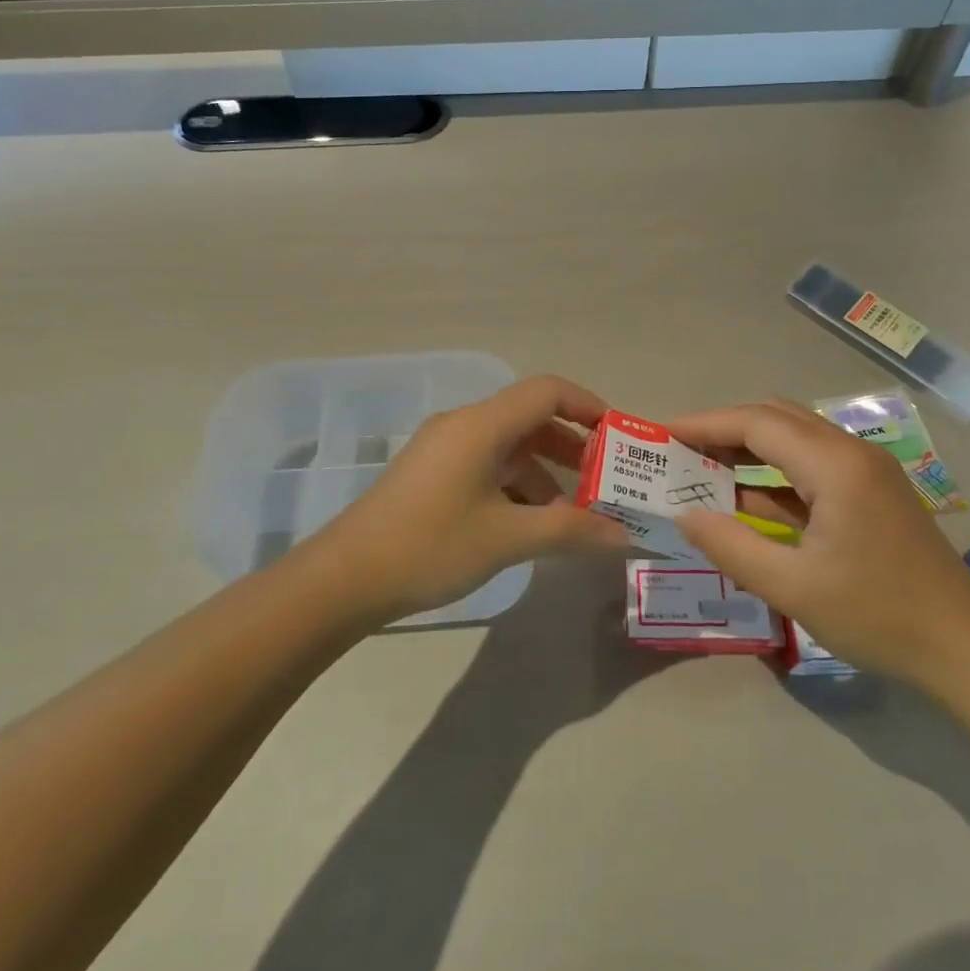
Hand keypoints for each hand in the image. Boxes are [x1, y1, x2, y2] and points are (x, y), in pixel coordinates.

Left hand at [309, 375, 630, 621]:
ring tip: (576, 513)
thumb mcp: (507, 538)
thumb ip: (571, 531)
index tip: (620, 436)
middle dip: (573, 446)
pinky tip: (531, 523)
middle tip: (608, 478)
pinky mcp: (432, 474)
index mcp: (482, 425)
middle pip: (530, 418)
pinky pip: (488, 465)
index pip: (547, 391)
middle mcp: (464, 425)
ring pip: (509, 446)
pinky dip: (517, 484)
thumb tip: (625, 536)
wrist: (344, 578)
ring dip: (546, 471)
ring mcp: (444, 449)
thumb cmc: (430, 546)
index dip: (589, 406)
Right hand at [668, 401, 969, 685]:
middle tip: (679, 451)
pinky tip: (744, 498)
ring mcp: (866, 472)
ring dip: (748, 449)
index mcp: (835, 465)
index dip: (706, 424)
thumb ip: (732, 547)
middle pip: (776, 419)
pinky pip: (811, 467)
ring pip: (794, 440)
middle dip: (724, 429)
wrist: (967, 650)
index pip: (757, 423)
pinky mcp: (871, 494)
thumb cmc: (879, 616)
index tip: (663, 434)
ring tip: (701, 469)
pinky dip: (773, 475)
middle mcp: (851, 452)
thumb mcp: (794, 588)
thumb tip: (685, 515)